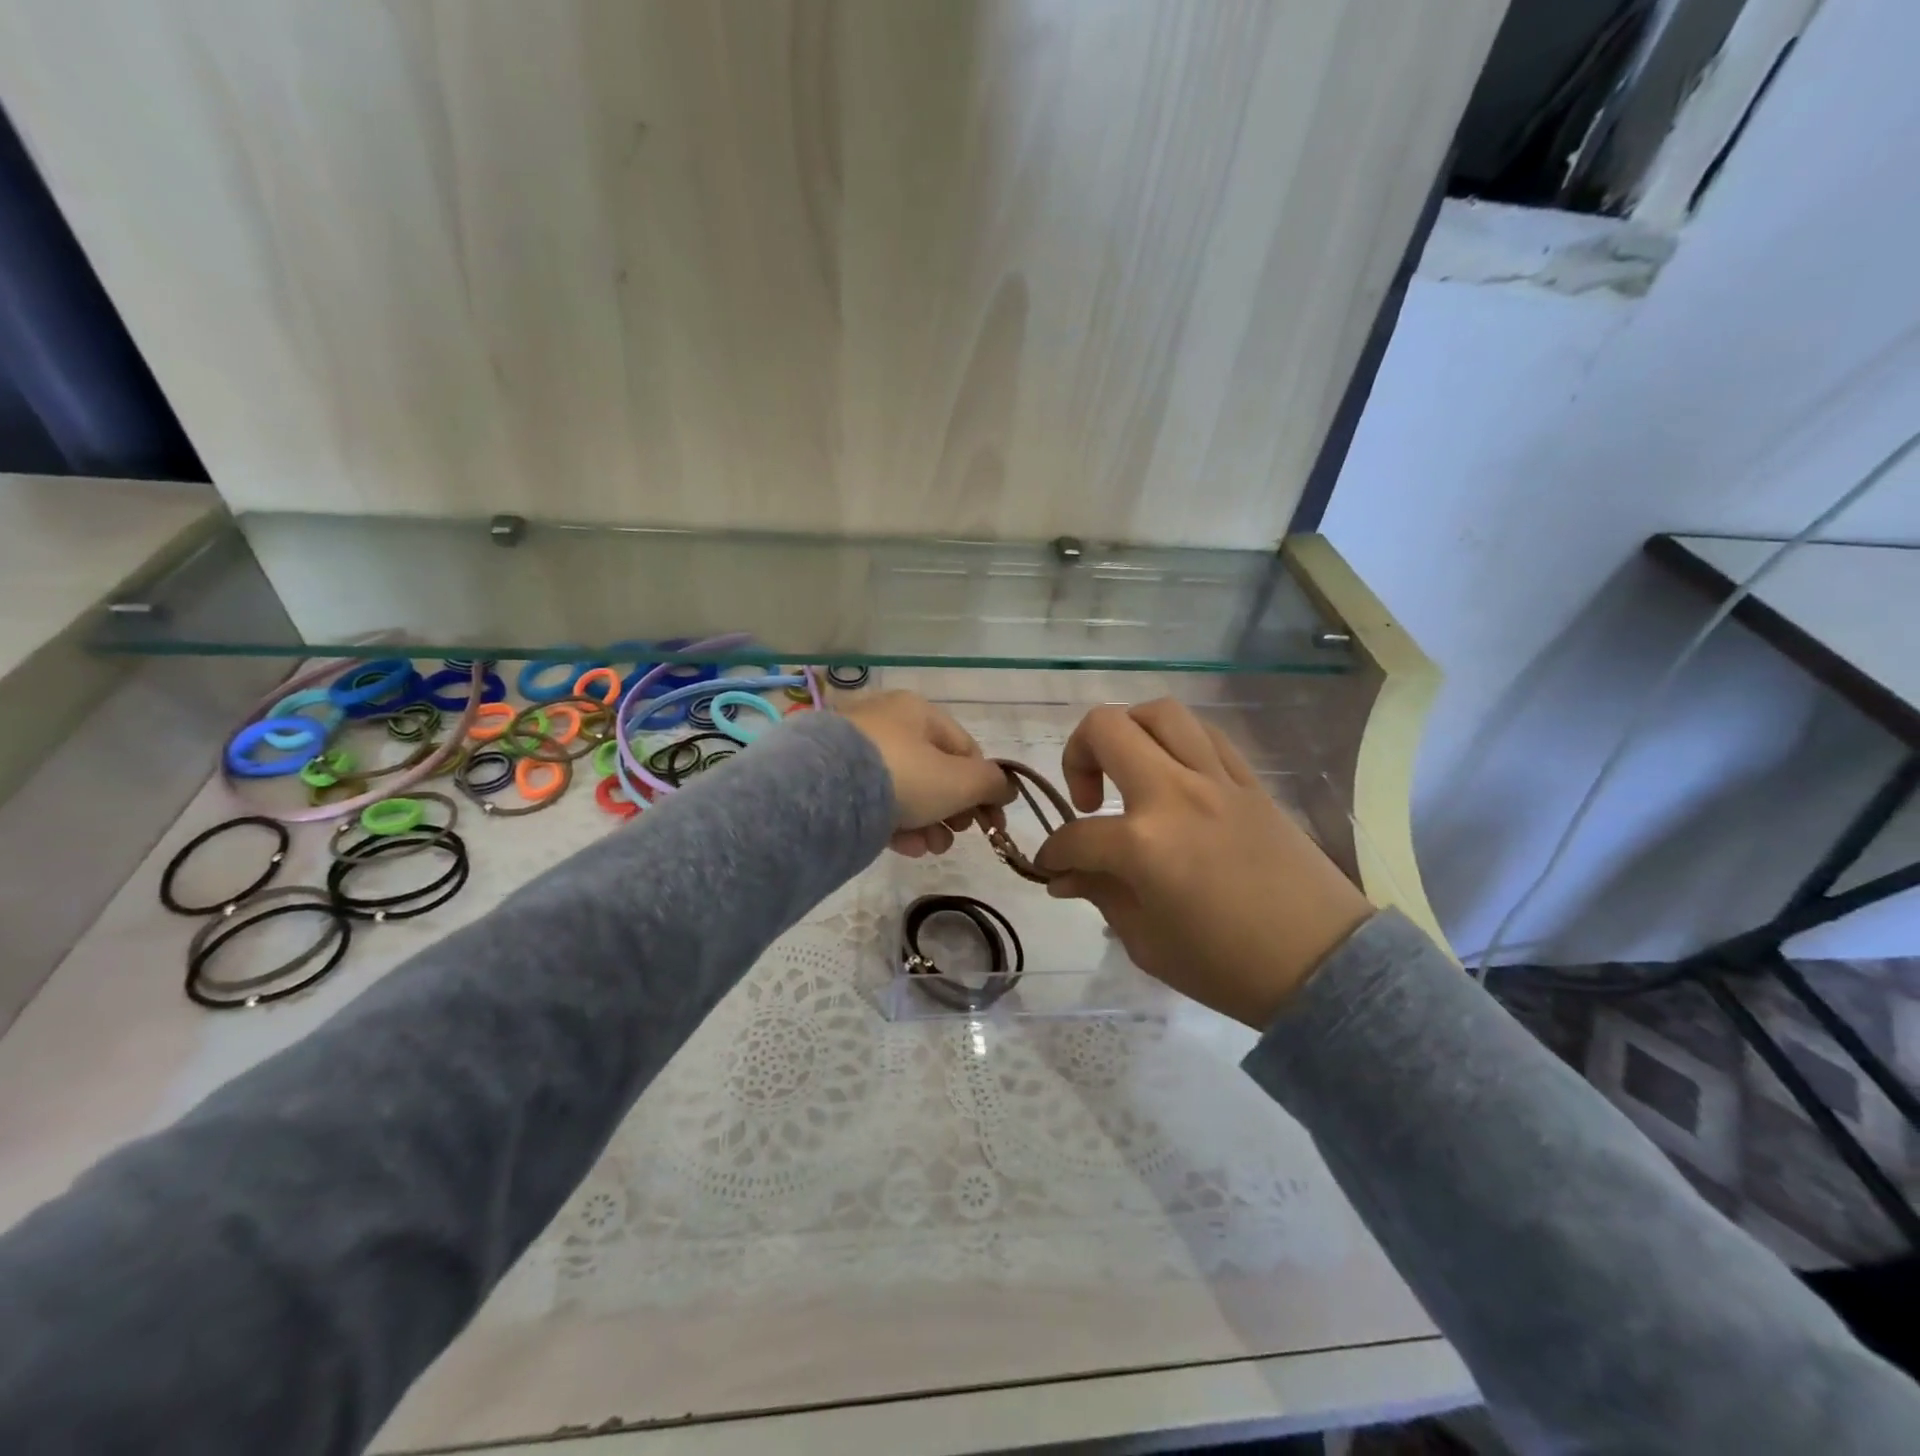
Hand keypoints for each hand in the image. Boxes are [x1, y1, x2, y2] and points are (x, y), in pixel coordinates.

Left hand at [839, 691, 1014, 857]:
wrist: (825, 791)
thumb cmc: (904, 775)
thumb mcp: (959, 781)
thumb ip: (990, 784)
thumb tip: (1005, 788)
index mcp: (918, 711)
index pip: (964, 749)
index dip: (984, 786)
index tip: (992, 822)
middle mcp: (886, 723)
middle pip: (934, 771)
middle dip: (953, 809)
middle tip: (959, 834)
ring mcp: (856, 751)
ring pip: (906, 790)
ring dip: (928, 823)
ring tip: (933, 849)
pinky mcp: (835, 780)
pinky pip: (876, 802)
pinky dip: (896, 824)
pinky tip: (907, 848)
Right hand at [1034, 699, 1372, 1028]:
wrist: (1324, 966)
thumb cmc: (1228, 967)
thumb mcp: (1147, 942)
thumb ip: (1100, 894)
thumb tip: (1064, 875)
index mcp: (1144, 844)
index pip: (1075, 835)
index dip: (1053, 853)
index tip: (1052, 867)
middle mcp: (1176, 794)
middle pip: (1106, 729)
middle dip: (1076, 755)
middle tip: (1086, 800)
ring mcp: (1217, 780)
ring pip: (1160, 713)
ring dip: (1128, 731)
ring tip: (1127, 770)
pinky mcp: (1250, 782)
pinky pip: (1206, 735)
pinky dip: (1177, 742)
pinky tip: (1173, 774)